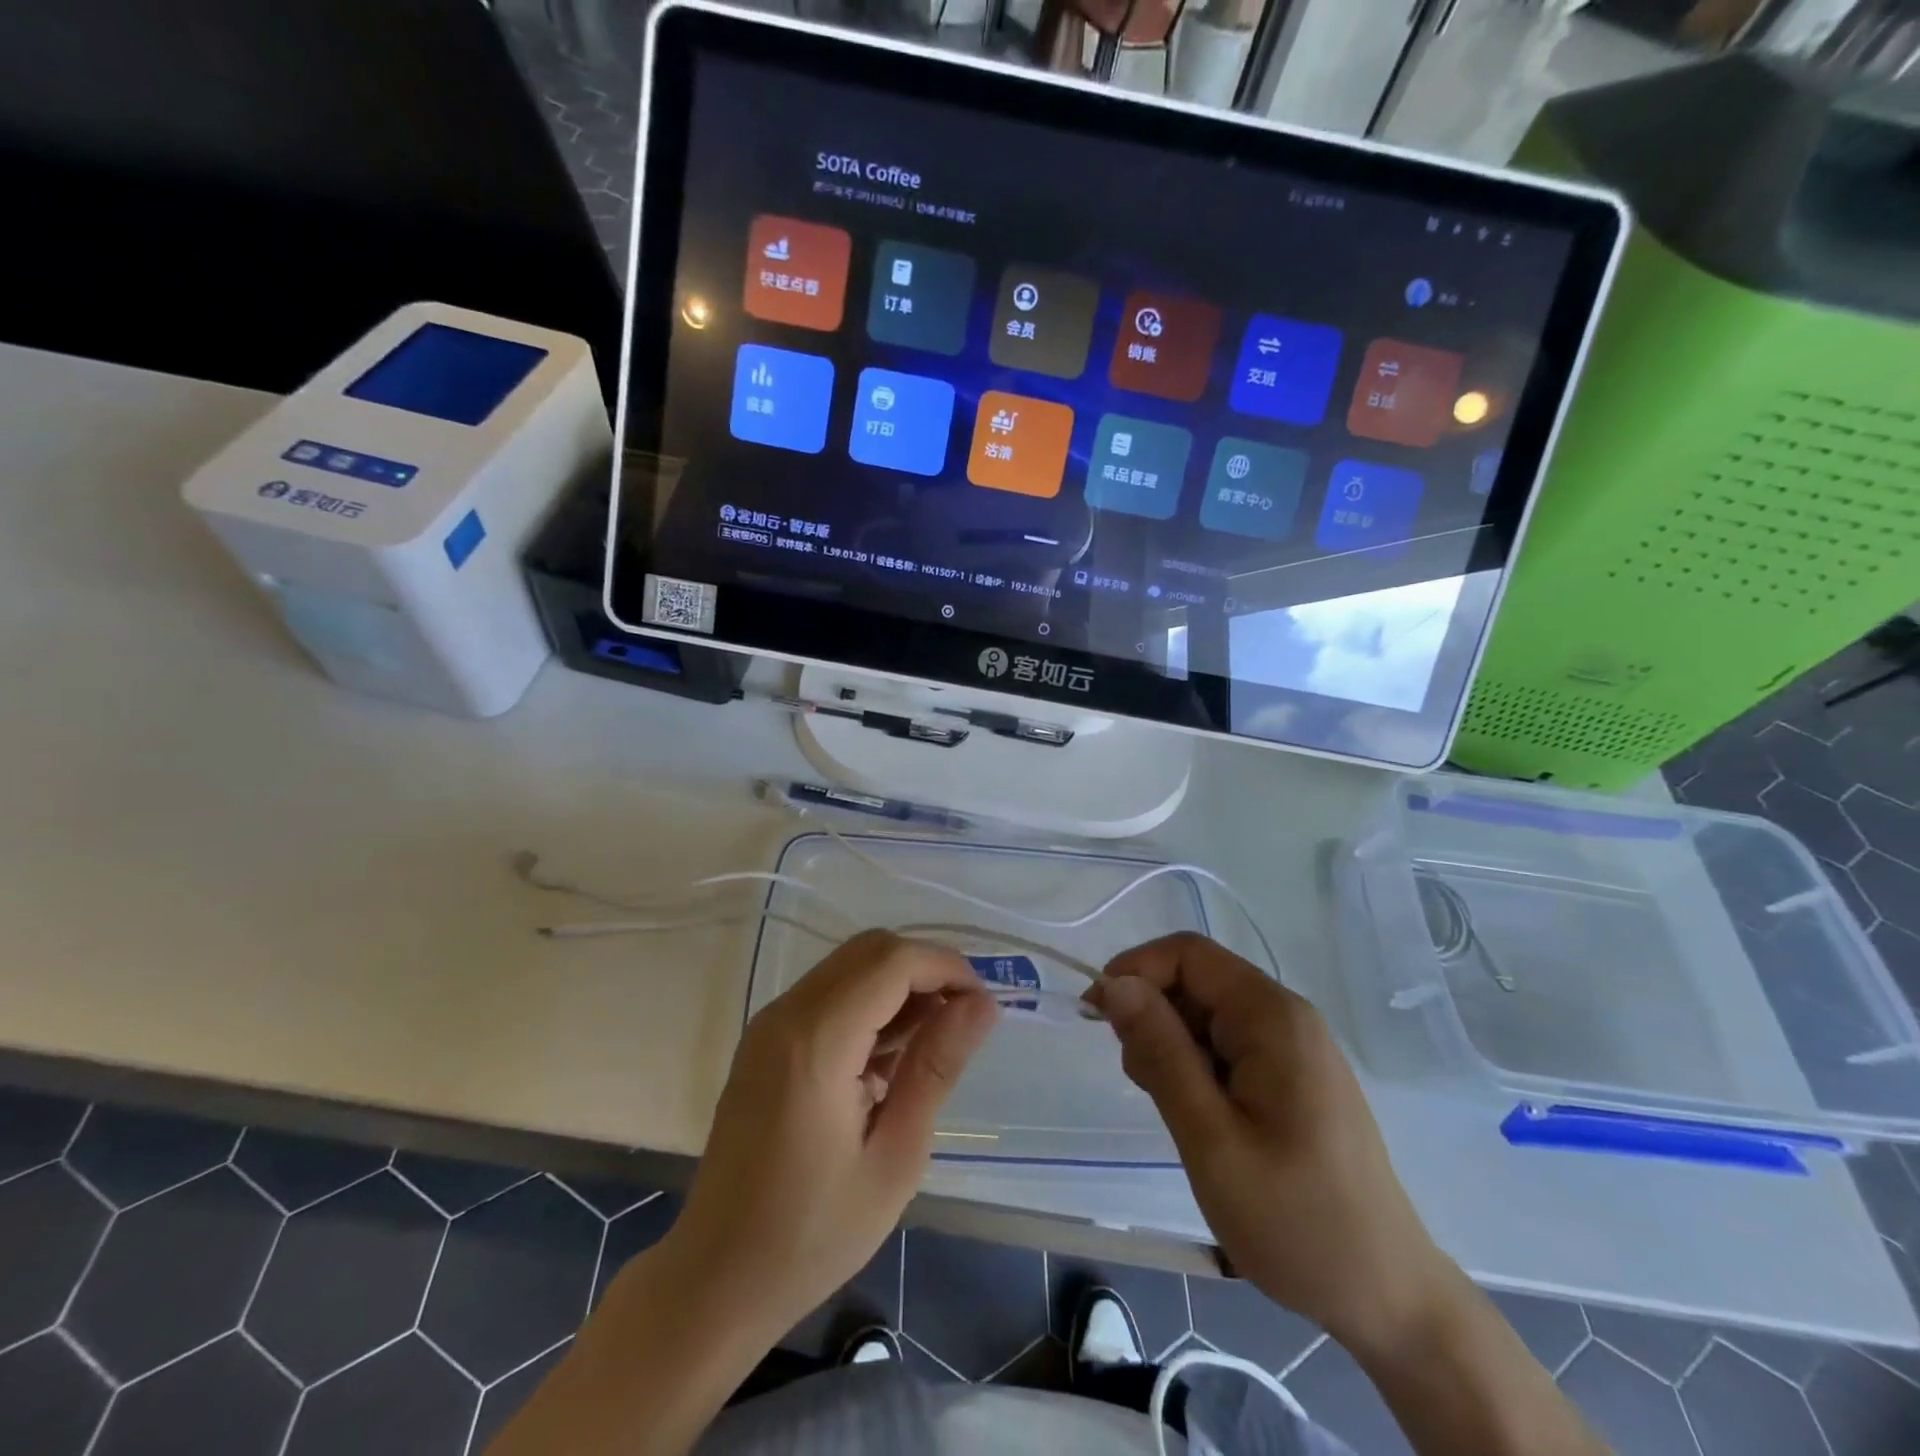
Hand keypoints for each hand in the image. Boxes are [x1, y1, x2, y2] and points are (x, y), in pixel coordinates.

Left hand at [665, 930, 997, 1344]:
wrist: (715, 1279)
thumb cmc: (812, 1234)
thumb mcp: (895, 1157)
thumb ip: (936, 1067)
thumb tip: (982, 1004)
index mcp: (816, 1042)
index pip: (892, 961)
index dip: (946, 968)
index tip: (983, 1006)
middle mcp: (787, 1014)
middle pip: (870, 950)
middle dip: (925, 970)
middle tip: (962, 1022)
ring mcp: (770, 1024)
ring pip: (850, 965)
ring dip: (898, 986)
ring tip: (931, 1045)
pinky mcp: (765, 1040)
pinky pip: (829, 993)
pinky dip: (869, 1004)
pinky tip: (889, 1059)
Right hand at [1086, 933, 1449, 1357]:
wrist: (1387, 1298)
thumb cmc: (1295, 1220)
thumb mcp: (1210, 1138)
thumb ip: (1160, 1052)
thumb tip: (1115, 984)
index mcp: (1271, 1017)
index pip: (1188, 954)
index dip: (1135, 971)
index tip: (1096, 1015)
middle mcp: (1285, 1016)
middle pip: (1197, 981)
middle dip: (1153, 1016)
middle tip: (1142, 1083)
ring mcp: (1293, 1047)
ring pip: (1207, 1014)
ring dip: (1172, 1046)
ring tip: (1177, 1113)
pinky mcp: (1292, 1076)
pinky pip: (1228, 1045)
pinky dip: (1197, 1066)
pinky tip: (1200, 1117)